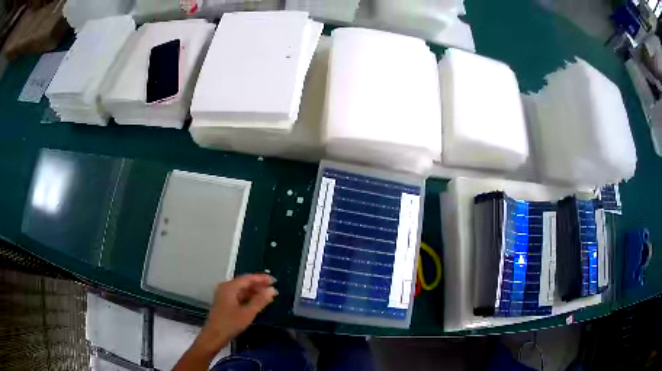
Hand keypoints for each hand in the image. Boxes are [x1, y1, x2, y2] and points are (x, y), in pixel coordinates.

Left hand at [194, 274, 277, 355]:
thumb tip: (272, 290)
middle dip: (259, 285)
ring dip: (254, 292)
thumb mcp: (248, 313)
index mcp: (229, 287)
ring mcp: (224, 295)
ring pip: (242, 289)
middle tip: (273, 289)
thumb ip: (260, 300)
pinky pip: (239, 295)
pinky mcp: (224, 302)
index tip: (274, 281)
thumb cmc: (230, 323)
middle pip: (244, 282)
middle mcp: (225, 287)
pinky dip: (248, 297)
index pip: (248, 278)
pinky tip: (257, 302)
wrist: (214, 335)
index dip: (261, 278)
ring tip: (268, 296)